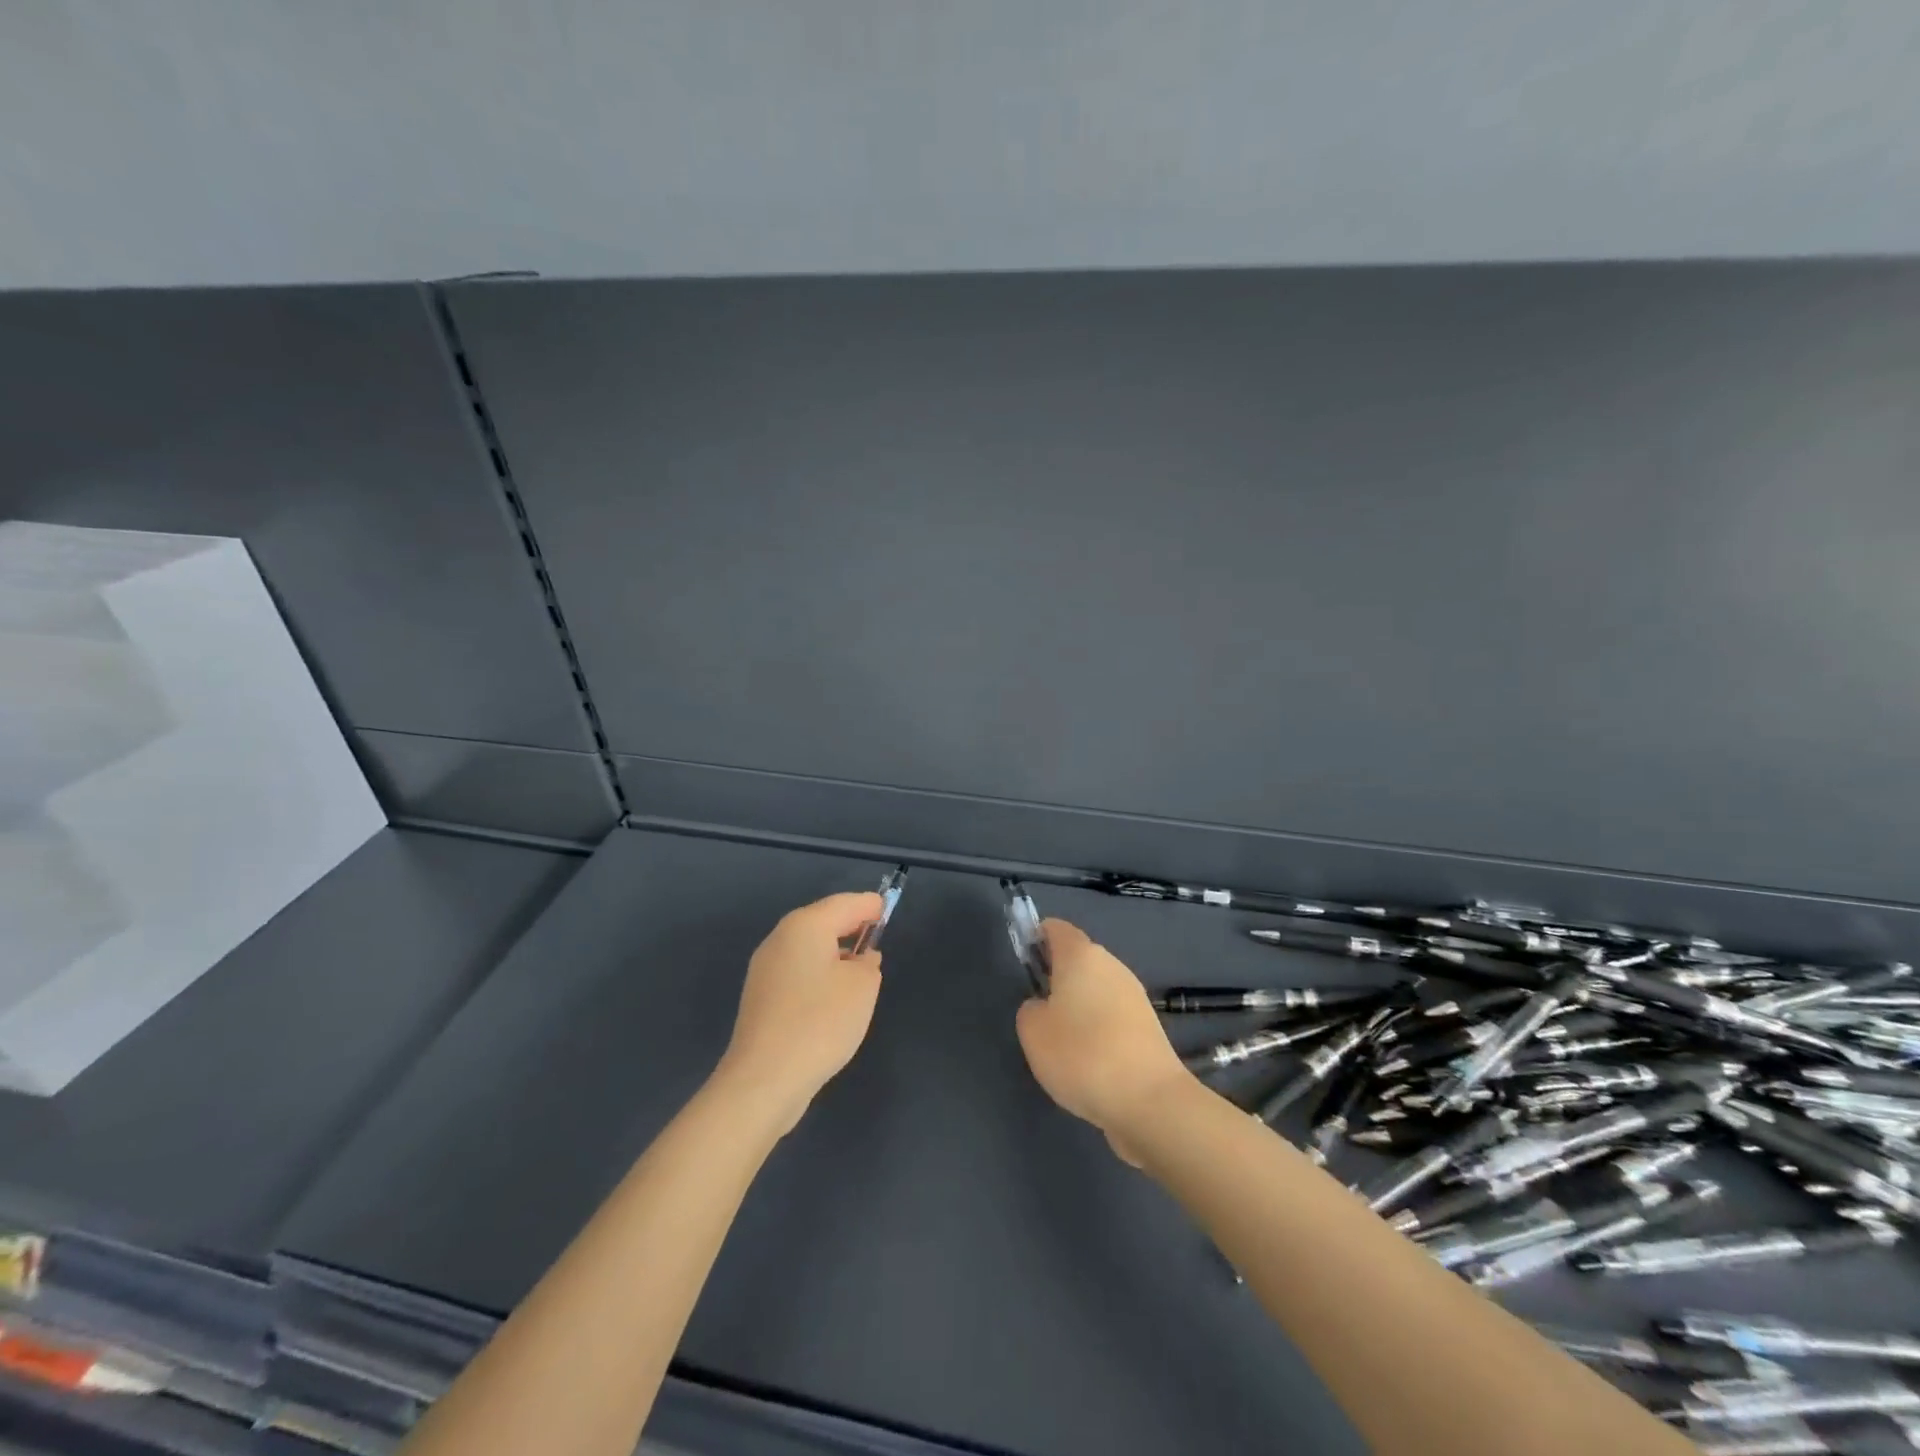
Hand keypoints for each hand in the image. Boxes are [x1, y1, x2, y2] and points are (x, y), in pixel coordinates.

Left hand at [715, 892, 884, 1134]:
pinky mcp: (760, 996)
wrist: (764, 1080)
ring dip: (834, 951)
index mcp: (805, 926)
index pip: (845, 903)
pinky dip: (818, 972)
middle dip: (850, 926)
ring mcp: (765, 968)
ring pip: (808, 947)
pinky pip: (797, 970)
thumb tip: (861, 958)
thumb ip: (868, 963)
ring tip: (859, 968)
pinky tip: (832, 994)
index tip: (887, 909)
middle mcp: (780, 938)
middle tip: (876, 935)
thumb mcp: (862, 987)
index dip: (870, 905)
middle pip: (822, 921)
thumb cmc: (820, 1022)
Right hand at [1015, 919, 1193, 1163]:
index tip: (1024, 968)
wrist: (1149, 1101)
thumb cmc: (1081, 1055)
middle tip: (1038, 1013)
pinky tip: (1090, 1062)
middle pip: (1078, 958)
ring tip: (1063, 1044)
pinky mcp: (1148, 1026)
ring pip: (1096, 988)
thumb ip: (1030, 1008)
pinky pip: (1112, 1015)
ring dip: (1078, 1006)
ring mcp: (1134, 994)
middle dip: (1057, 978)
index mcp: (1081, 954)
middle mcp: (1111, 964)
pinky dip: (1098, 1029)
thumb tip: (1045, 1006)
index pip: (1054, 928)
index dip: (1035, 939)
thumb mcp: (1033, 1031)